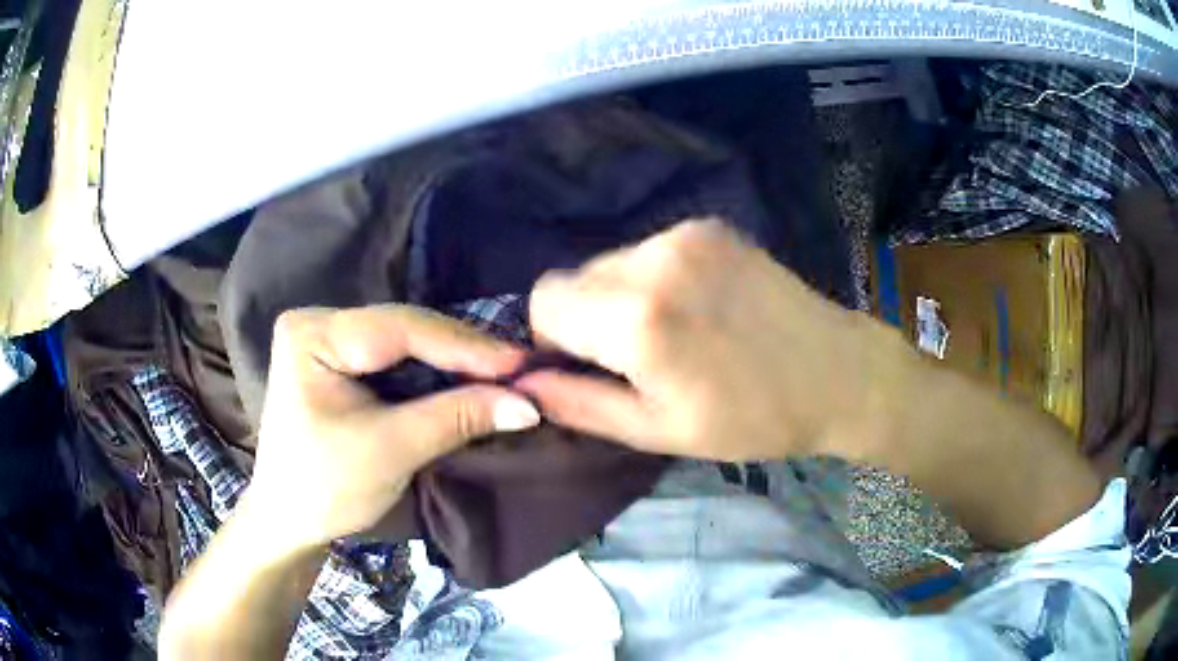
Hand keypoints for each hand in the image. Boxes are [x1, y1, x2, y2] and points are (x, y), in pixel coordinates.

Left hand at [243, 305, 540, 551]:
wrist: (288, 520)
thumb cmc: (325, 488)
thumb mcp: (390, 450)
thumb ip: (456, 418)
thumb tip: (528, 404)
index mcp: (313, 334)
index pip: (399, 329)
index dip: (464, 346)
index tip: (521, 364)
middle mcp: (320, 323)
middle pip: (404, 330)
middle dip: (462, 354)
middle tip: (519, 371)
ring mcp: (330, 340)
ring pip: (406, 343)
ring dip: (454, 363)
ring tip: (504, 376)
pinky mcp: (341, 362)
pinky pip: (397, 359)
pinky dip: (435, 375)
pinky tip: (469, 381)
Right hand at [517, 220, 906, 461]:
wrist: (838, 373)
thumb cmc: (752, 418)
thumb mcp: (659, 430)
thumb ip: (581, 404)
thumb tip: (527, 384)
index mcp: (637, 319)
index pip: (543, 301)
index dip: (554, 337)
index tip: (590, 365)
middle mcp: (653, 259)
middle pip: (573, 276)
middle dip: (586, 316)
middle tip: (635, 356)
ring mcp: (685, 234)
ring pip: (610, 261)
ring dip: (619, 295)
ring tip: (673, 331)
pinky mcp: (709, 227)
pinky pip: (649, 250)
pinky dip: (653, 278)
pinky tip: (697, 307)